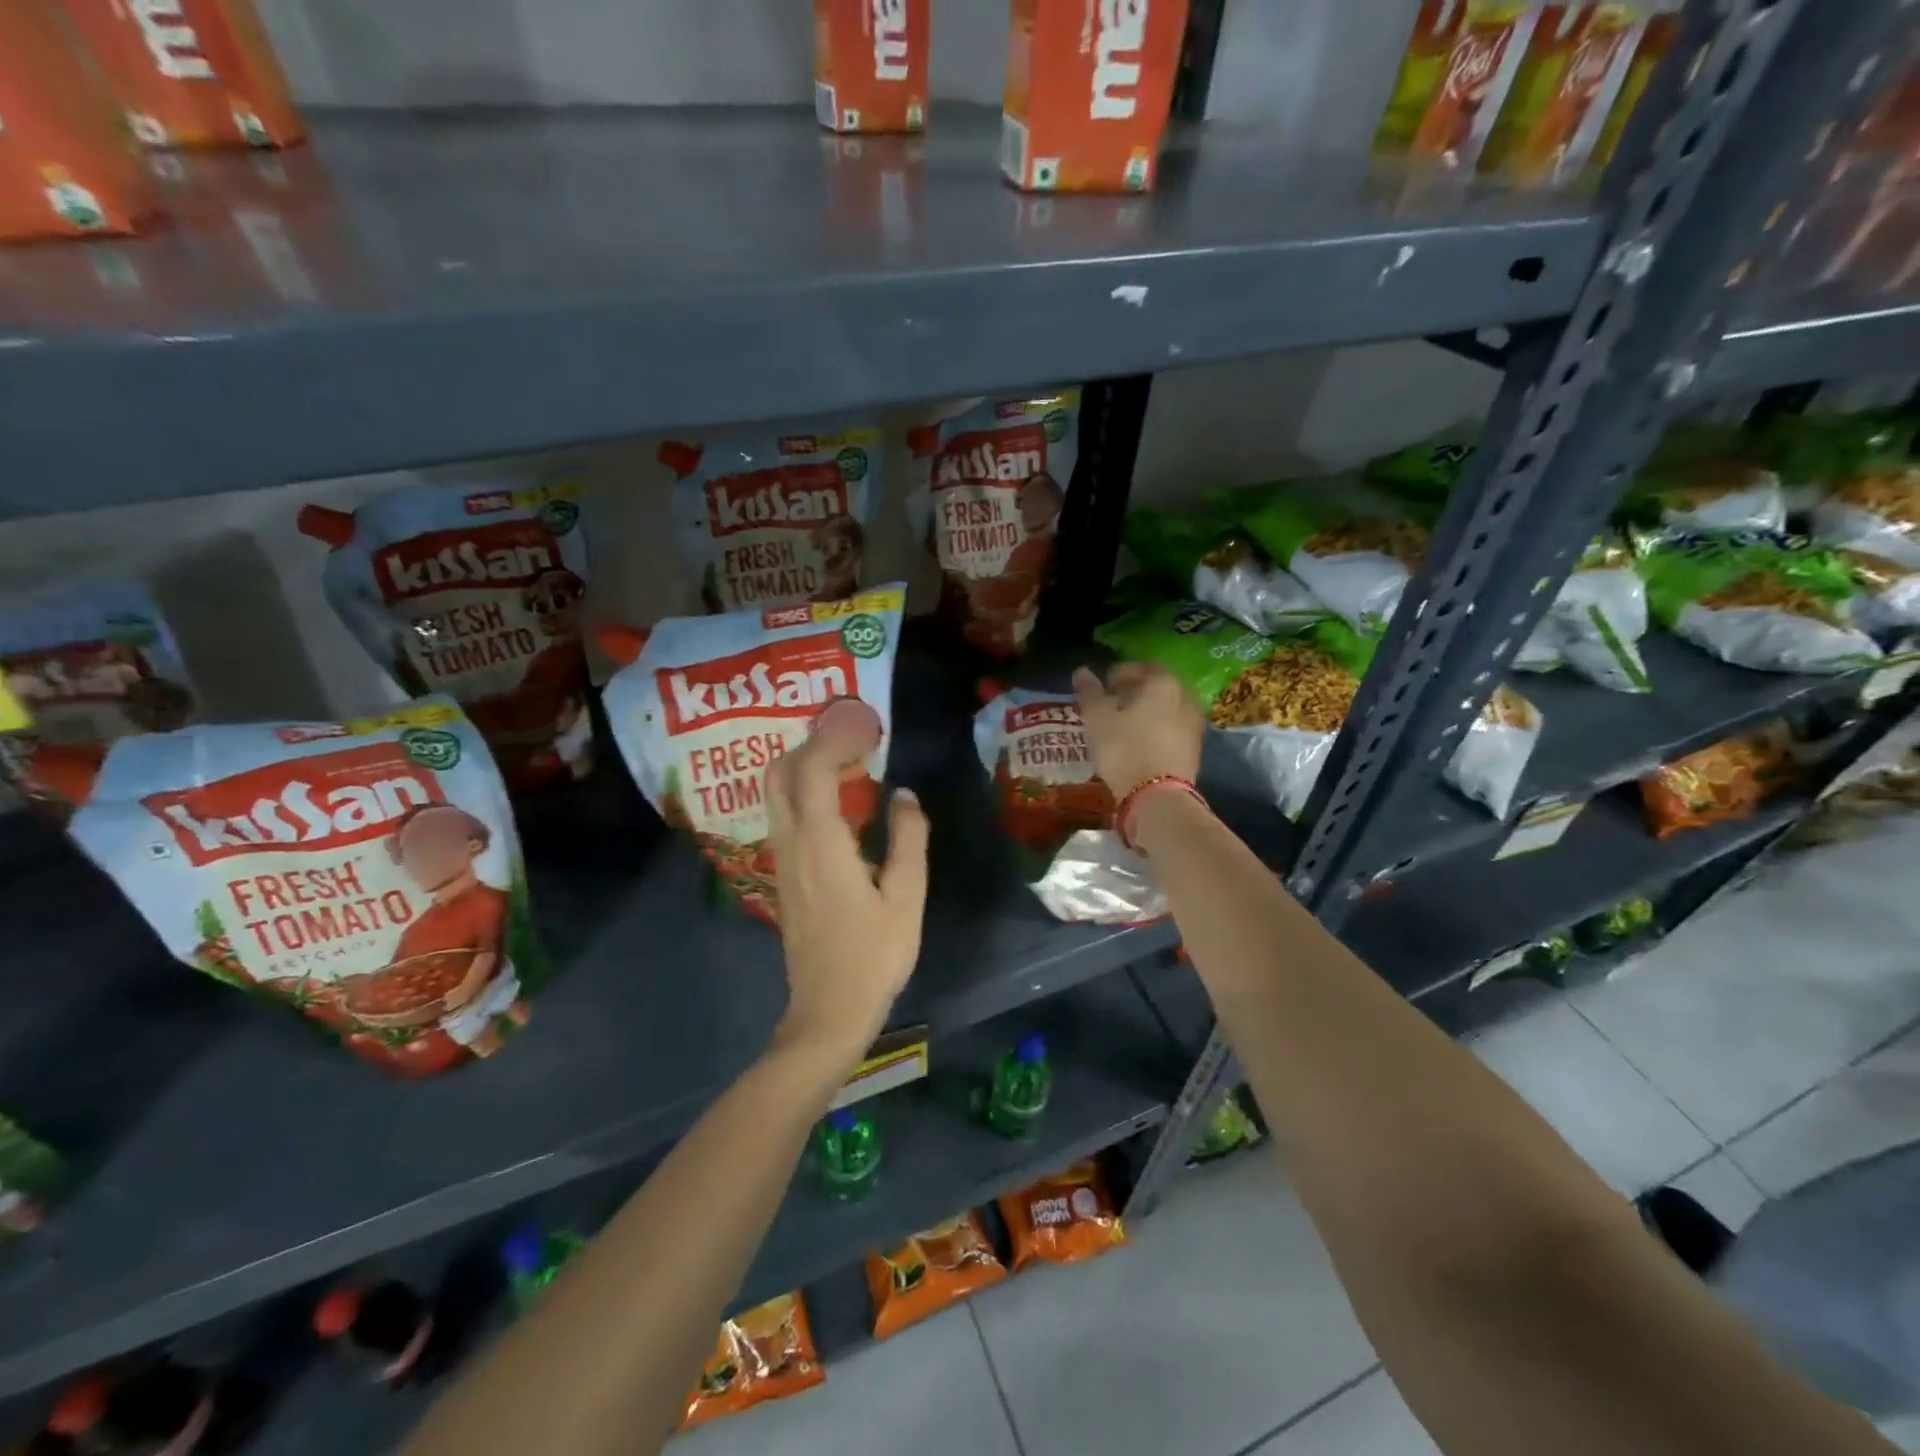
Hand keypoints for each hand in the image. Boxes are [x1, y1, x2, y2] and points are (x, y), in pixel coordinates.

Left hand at [766, 700, 928, 1063]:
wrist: (828, 1011)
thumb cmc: (874, 956)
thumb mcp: (907, 897)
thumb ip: (908, 839)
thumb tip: (904, 794)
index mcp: (822, 844)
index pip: (814, 770)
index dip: (835, 738)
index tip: (866, 724)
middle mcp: (792, 843)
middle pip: (781, 772)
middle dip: (812, 742)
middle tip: (854, 737)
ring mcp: (781, 859)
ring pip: (776, 793)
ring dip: (804, 765)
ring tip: (849, 761)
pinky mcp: (782, 874)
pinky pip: (783, 814)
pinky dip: (803, 790)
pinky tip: (837, 801)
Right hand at [1073, 662, 1204, 797]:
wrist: (1158, 797)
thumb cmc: (1124, 749)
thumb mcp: (1098, 719)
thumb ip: (1090, 693)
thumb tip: (1082, 671)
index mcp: (1163, 683)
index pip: (1140, 667)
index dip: (1119, 673)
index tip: (1102, 685)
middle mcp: (1185, 697)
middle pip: (1157, 686)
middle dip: (1135, 691)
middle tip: (1113, 702)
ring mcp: (1194, 724)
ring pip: (1167, 708)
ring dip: (1147, 711)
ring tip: (1124, 724)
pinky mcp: (1195, 749)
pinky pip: (1173, 729)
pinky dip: (1157, 729)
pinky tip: (1140, 741)